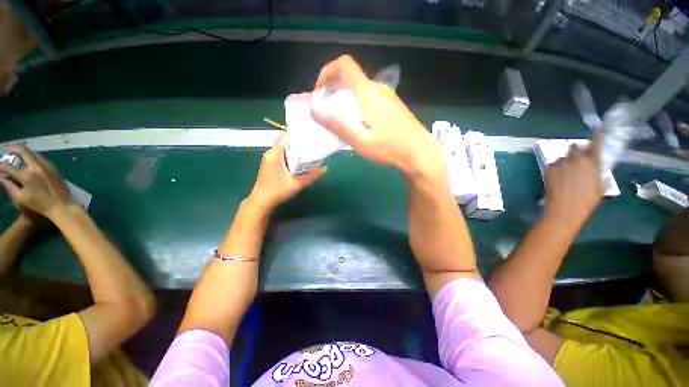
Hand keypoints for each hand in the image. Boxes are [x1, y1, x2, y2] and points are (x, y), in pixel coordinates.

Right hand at [0, 145, 74, 219]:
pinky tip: (29, 159)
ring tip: (17, 154)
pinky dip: (33, 156)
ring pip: (33, 152)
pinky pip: (41, 157)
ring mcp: (47, 166)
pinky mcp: (54, 168)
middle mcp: (37, 168)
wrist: (61, 205)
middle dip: (13, 148)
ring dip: (24, 151)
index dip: (0, 166)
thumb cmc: (40, 204)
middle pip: (23, 151)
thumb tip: (0, 179)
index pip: (9, 167)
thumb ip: (10, 187)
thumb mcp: (21, 198)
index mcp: (27, 176)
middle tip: (7, 150)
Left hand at [249, 136, 326, 209]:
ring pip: (284, 150)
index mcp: (275, 154)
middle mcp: (270, 153)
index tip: (310, 137)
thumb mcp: (297, 183)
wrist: (261, 202)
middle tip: (312, 146)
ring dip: (295, 151)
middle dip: (299, 144)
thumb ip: (312, 175)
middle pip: (286, 143)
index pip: (286, 137)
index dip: (298, 135)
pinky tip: (299, 162)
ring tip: (308, 153)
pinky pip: (281, 156)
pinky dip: (290, 157)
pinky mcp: (269, 165)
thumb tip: (325, 168)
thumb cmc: (278, 191)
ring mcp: (268, 159)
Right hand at [310, 55, 443, 177]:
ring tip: (343, 123)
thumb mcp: (361, 141)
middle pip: (351, 78)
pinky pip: (370, 98)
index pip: (344, 65)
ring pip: (360, 89)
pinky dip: (358, 105)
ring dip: (346, 100)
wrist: (420, 153)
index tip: (320, 93)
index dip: (327, 72)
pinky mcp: (393, 105)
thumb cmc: (390, 148)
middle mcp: (378, 87)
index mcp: (368, 92)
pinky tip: (360, 125)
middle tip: (329, 114)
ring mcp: (388, 96)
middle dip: (334, 91)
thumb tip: (315, 108)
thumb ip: (338, 125)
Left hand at [543, 135, 603, 230]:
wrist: (564, 209)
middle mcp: (576, 159)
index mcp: (592, 162)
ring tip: (567, 173)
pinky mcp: (549, 168)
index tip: (599, 132)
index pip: (596, 143)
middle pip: (576, 147)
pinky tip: (559, 177)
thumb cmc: (586, 201)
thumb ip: (597, 171)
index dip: (598, 137)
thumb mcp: (599, 185)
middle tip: (579, 159)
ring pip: (564, 156)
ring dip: (567, 160)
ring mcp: (561, 163)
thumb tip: (595, 165)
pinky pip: (554, 163)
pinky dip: (557, 167)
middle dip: (578, 150)